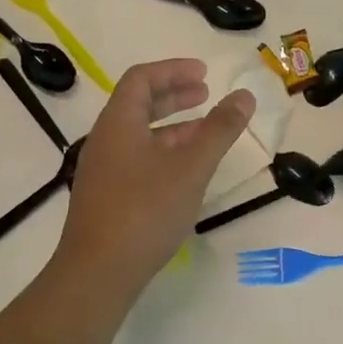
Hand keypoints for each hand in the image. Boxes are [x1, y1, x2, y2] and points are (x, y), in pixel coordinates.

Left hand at [53, 59, 255, 291]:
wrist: (97, 273)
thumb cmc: (145, 211)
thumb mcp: (191, 167)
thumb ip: (219, 129)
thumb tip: (245, 95)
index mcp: (119, 122)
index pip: (142, 78)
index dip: (174, 70)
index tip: (205, 74)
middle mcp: (105, 139)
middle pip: (138, 103)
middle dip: (175, 95)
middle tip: (207, 95)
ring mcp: (103, 169)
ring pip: (139, 133)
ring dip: (172, 126)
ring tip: (206, 132)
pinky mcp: (106, 196)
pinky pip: (137, 157)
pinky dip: (163, 151)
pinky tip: (185, 172)